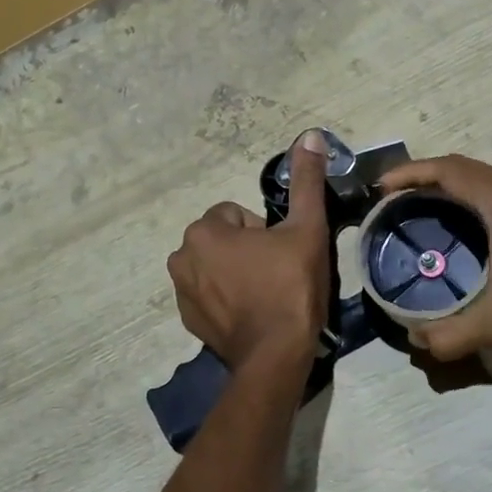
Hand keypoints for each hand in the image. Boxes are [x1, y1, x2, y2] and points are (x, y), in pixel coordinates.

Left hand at [167, 130, 330, 369]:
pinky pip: (209, 295)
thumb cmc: (290, 287)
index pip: (236, 215)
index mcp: (203, 232)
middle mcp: (181, 258)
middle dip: (248, 251)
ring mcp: (181, 293)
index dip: (264, 231)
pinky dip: (227, 299)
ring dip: (236, 273)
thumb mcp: (306, 229)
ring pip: (216, 267)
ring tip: (266, 295)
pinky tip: (252, 314)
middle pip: (223, 240)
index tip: (282, 254)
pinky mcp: (188, 321)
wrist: (276, 356)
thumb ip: (306, 181)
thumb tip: (310, 135)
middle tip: (278, 273)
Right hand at [375, 154, 491, 361]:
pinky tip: (459, 225)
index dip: (409, 173)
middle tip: (391, 199)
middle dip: (422, 176)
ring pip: (480, 176)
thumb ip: (452, 334)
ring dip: (447, 184)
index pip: (447, 170)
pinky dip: (468, 195)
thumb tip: (415, 341)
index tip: (379, 188)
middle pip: (460, 167)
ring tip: (417, 208)